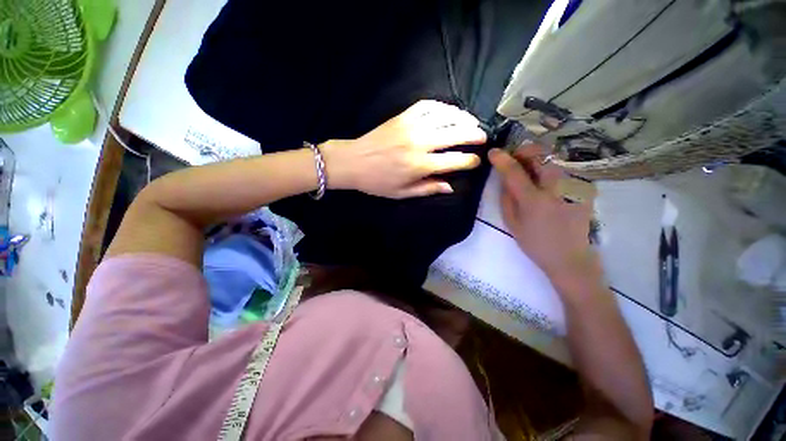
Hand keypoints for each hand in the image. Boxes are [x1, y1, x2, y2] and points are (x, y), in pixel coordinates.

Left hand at [321, 100, 486, 198]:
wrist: (352, 161)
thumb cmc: (377, 181)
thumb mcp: (402, 193)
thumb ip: (428, 189)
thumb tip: (452, 186)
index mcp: (420, 165)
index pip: (455, 160)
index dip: (470, 160)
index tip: (477, 160)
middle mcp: (420, 143)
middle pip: (456, 134)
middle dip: (474, 134)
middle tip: (483, 136)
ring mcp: (412, 126)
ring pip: (445, 117)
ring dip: (463, 118)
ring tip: (472, 121)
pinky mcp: (403, 115)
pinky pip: (427, 105)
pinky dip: (442, 106)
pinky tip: (450, 110)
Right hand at [488, 147, 602, 293]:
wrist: (571, 258)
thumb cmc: (539, 245)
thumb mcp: (515, 226)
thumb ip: (506, 197)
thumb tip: (503, 176)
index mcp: (534, 199)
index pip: (514, 168)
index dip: (502, 158)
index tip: (494, 153)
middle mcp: (555, 186)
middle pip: (537, 153)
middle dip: (525, 153)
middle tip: (518, 163)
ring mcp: (572, 184)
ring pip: (552, 158)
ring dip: (539, 160)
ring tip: (535, 174)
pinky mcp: (582, 186)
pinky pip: (564, 168)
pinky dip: (554, 170)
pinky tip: (552, 185)